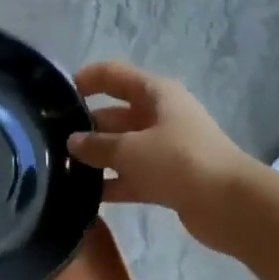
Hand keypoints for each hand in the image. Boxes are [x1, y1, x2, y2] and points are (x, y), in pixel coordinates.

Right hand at [68, 62, 255, 250]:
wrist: (229, 203)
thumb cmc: (179, 161)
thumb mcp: (130, 149)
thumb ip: (97, 145)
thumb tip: (72, 142)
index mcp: (155, 94)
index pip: (113, 76)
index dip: (86, 80)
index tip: (55, 97)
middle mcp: (160, 116)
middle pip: (115, 114)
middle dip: (85, 126)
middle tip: (49, 143)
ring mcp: (164, 149)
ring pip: (121, 148)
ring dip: (96, 158)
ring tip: (59, 170)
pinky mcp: (166, 179)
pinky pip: (130, 177)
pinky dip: (111, 184)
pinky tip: (82, 196)